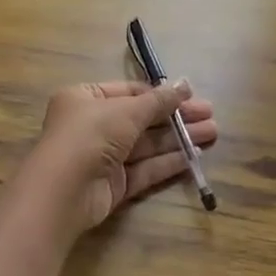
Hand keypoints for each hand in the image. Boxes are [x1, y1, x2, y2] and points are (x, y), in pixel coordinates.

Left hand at [27, 80, 218, 231]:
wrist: (63, 191)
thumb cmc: (90, 135)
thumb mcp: (127, 110)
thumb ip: (158, 101)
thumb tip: (185, 85)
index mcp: (85, 98)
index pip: (129, 92)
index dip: (160, 94)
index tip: (191, 94)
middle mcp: (92, 126)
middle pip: (141, 119)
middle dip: (175, 117)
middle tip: (210, 115)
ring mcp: (102, 157)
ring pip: (146, 145)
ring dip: (178, 138)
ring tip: (212, 133)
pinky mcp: (113, 185)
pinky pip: (144, 169)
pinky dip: (167, 162)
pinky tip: (193, 156)